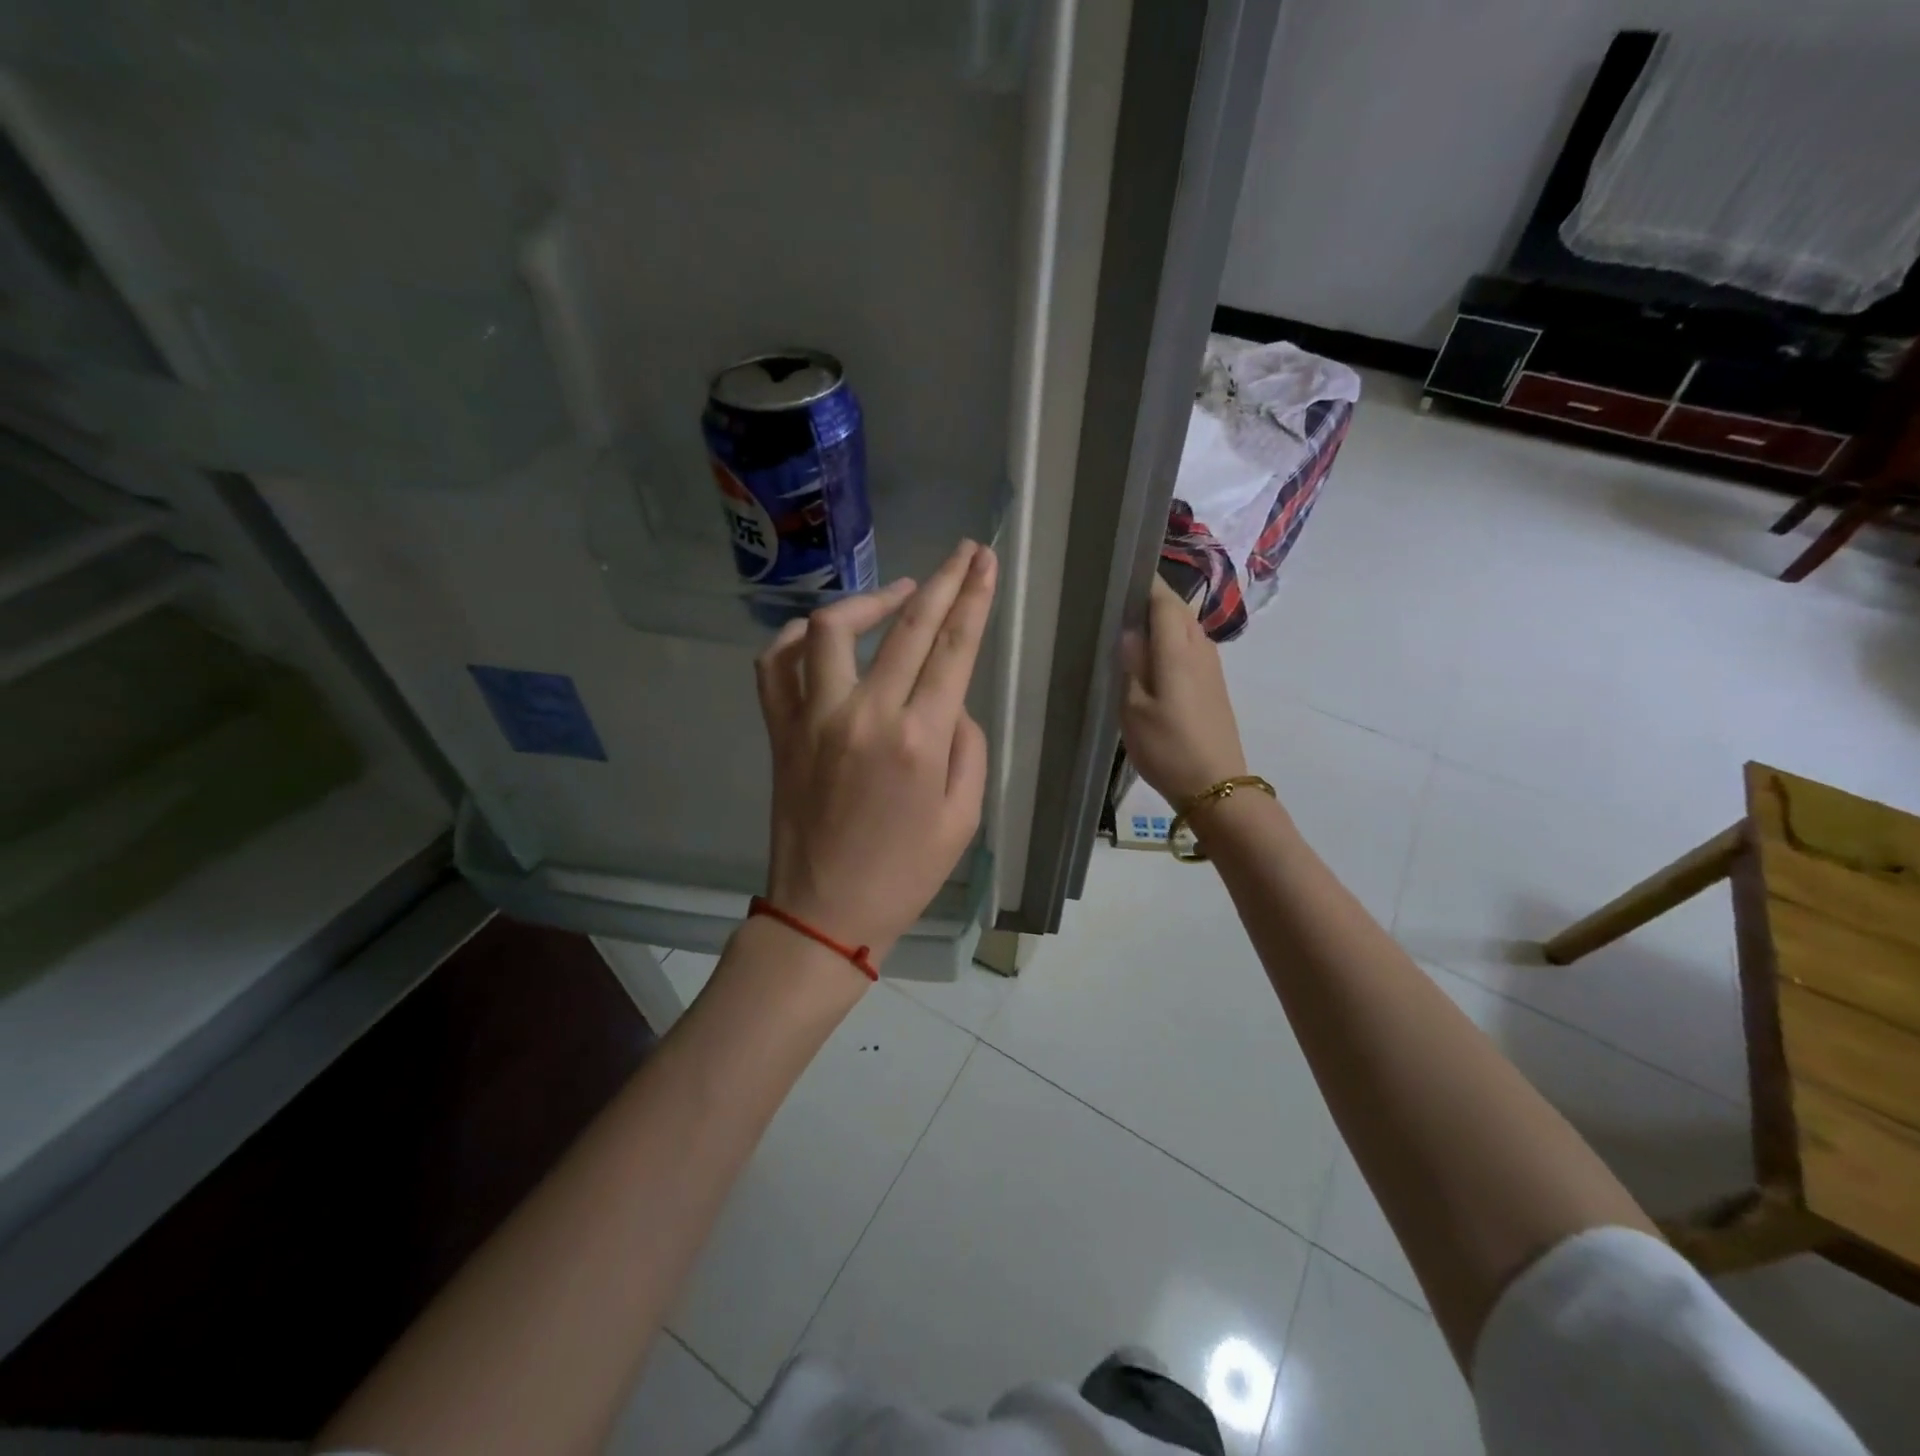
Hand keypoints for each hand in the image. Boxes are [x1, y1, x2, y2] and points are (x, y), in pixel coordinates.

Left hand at [755, 541, 997, 965]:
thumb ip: (967, 747)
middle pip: (906, 625)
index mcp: (919, 739)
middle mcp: (864, 715)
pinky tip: (822, 632)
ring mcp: (813, 718)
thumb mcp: (964, 818)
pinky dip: (796, 637)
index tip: (985, 560)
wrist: (825, 911)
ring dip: (869, 600)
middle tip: (964, 552)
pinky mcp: (779, 730)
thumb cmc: (905, 874)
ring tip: (898, 595)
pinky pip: (776, 665)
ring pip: (832, 629)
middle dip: (942, 579)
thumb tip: (949, 702)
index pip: (953, 647)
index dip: (974, 597)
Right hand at [1119, 574, 1248, 804]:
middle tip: (1117, 604)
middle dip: (1152, 599)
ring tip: (1131, 627)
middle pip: (1178, 610)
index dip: (1144, 583)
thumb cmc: (1168, 748)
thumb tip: (1128, 630)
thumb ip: (1130, 665)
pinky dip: (1172, 641)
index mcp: (1177, 650)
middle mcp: (1200, 649)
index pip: (1164, 600)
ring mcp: (1211, 667)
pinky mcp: (1214, 684)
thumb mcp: (1134, 710)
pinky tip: (1153, 658)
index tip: (1119, 575)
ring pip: (1186, 628)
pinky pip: (1191, 647)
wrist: (1216, 785)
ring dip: (1163, 620)